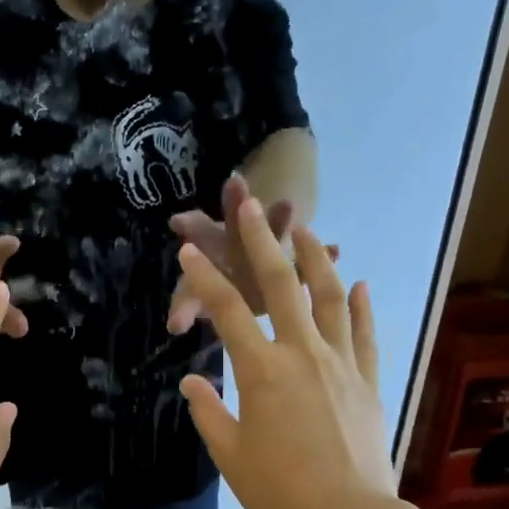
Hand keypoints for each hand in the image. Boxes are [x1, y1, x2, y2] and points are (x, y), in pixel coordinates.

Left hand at [166, 174, 334, 333]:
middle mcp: (238, 243)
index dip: (192, 226)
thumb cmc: (212, 293)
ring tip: (288, 206)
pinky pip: (307, 261)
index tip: (180, 219)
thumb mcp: (194, 300)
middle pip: (237, 223)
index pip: (200, 233)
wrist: (245, 290)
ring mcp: (267, 250)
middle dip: (235, 206)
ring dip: (279, 221)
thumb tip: (174, 326)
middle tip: (235, 182)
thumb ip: (185, 309)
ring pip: (272, 232)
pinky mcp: (291, 265)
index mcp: (210, 247)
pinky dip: (320, 256)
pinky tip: (334, 251)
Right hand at [174, 199, 391, 508]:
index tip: (191, 251)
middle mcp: (303, 354)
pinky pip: (364, 332)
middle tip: (251, 206)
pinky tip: (357, 283)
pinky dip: (359, 305)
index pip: (227, 312)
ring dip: (317, 259)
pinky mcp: (368, 380)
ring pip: (329, 297)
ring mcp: (341, 363)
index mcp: (261, 371)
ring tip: (307, 229)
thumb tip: (193, 380)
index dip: (206, 278)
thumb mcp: (230, 454)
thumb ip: (208, 410)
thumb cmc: (279, 491)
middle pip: (281, 286)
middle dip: (262, 242)